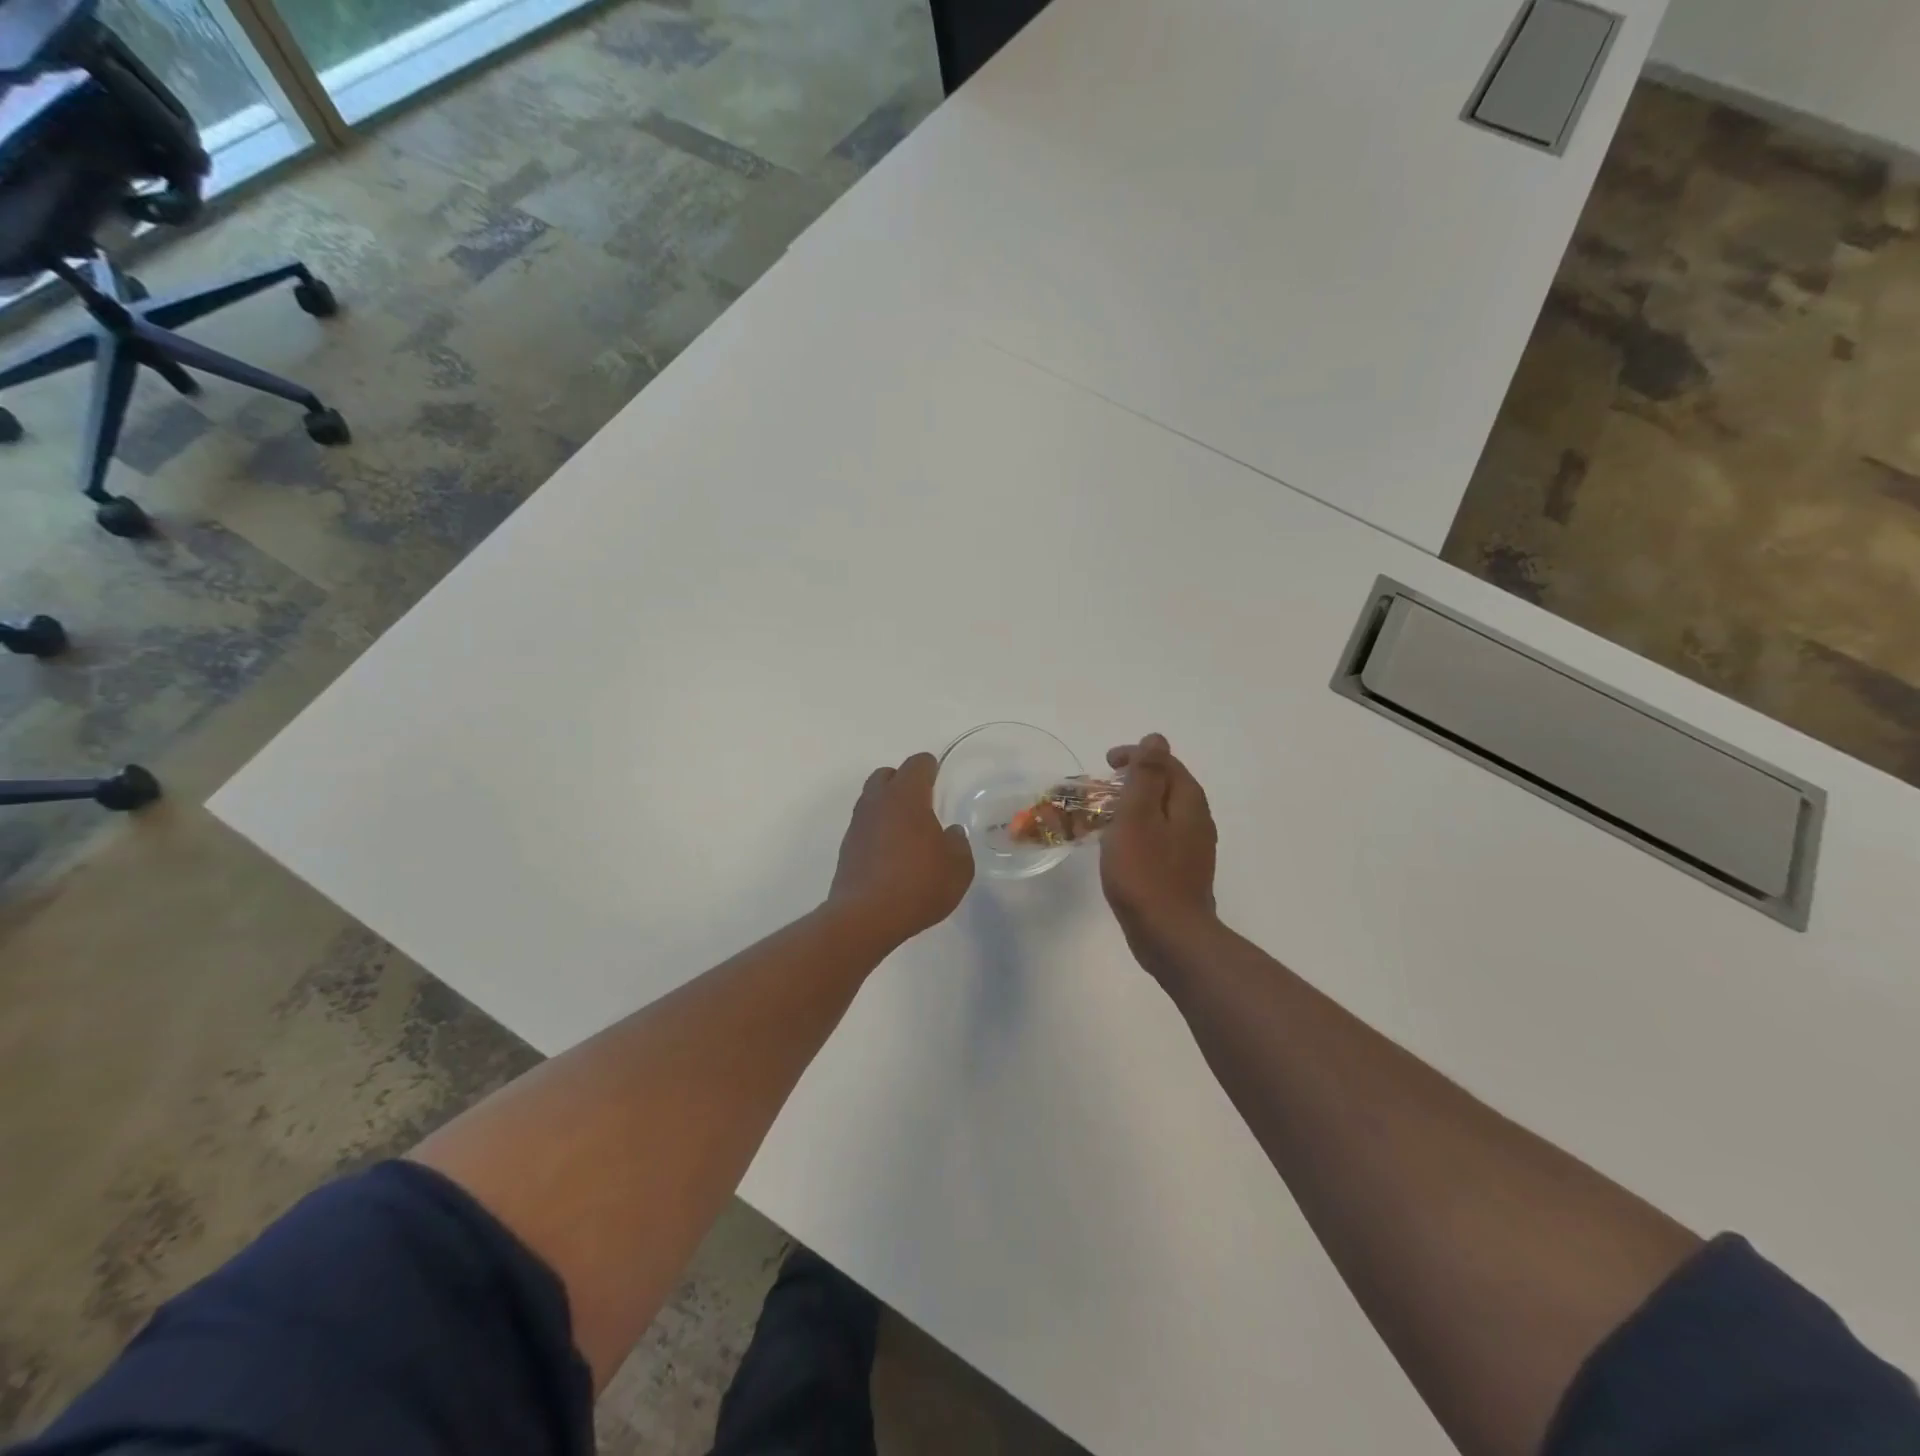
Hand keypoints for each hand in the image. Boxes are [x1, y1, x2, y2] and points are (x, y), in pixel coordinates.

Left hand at [828, 752, 974, 946]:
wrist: (865, 918)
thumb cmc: (918, 885)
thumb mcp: (958, 868)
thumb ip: (958, 844)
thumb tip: (950, 833)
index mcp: (906, 796)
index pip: (917, 764)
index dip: (930, 767)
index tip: (938, 777)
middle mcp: (877, 802)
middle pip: (887, 775)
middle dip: (903, 781)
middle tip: (922, 802)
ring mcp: (857, 824)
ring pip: (871, 799)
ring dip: (888, 805)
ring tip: (907, 829)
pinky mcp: (846, 847)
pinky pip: (864, 825)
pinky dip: (877, 829)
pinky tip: (891, 852)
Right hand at [1100, 734, 1217, 951]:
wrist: (1170, 935)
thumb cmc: (1145, 872)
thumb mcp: (1137, 816)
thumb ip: (1145, 776)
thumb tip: (1156, 739)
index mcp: (1188, 802)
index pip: (1165, 762)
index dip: (1135, 756)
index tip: (1106, 763)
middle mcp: (1198, 820)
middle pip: (1166, 786)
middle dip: (1135, 780)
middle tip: (1103, 786)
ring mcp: (1193, 848)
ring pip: (1163, 813)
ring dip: (1136, 806)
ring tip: (1107, 814)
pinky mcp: (1183, 871)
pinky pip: (1161, 837)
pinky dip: (1140, 830)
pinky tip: (1123, 846)